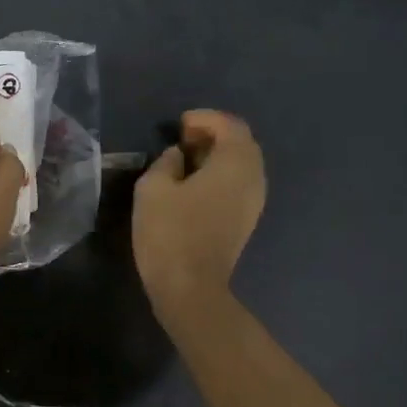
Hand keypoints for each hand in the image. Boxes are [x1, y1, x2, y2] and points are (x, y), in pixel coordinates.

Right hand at [132, 110, 265, 317]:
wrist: (190, 288)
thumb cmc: (169, 232)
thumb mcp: (153, 188)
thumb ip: (166, 162)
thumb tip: (179, 156)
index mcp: (235, 163)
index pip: (229, 126)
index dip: (205, 119)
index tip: (179, 124)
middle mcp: (254, 178)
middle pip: (242, 144)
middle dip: (214, 135)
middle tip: (184, 138)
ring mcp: (254, 202)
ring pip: (242, 165)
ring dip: (218, 156)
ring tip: (187, 161)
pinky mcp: (246, 221)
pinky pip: (239, 185)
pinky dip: (221, 175)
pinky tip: (195, 185)